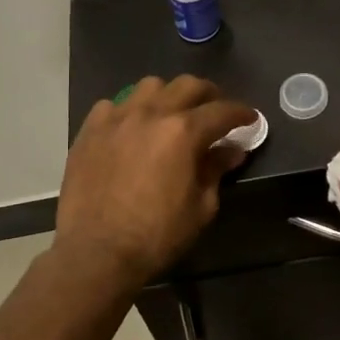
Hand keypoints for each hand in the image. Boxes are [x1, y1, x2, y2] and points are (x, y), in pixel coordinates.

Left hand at [56, 75, 256, 288]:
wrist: (95, 253)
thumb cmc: (156, 236)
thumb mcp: (200, 208)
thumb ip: (216, 171)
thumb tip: (232, 150)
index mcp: (184, 132)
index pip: (222, 111)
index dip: (241, 113)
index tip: (250, 119)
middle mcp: (152, 113)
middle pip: (188, 85)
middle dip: (209, 94)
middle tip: (215, 111)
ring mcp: (117, 118)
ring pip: (150, 86)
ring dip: (168, 95)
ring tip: (170, 113)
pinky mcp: (90, 130)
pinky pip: (112, 105)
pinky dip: (128, 111)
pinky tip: (130, 129)